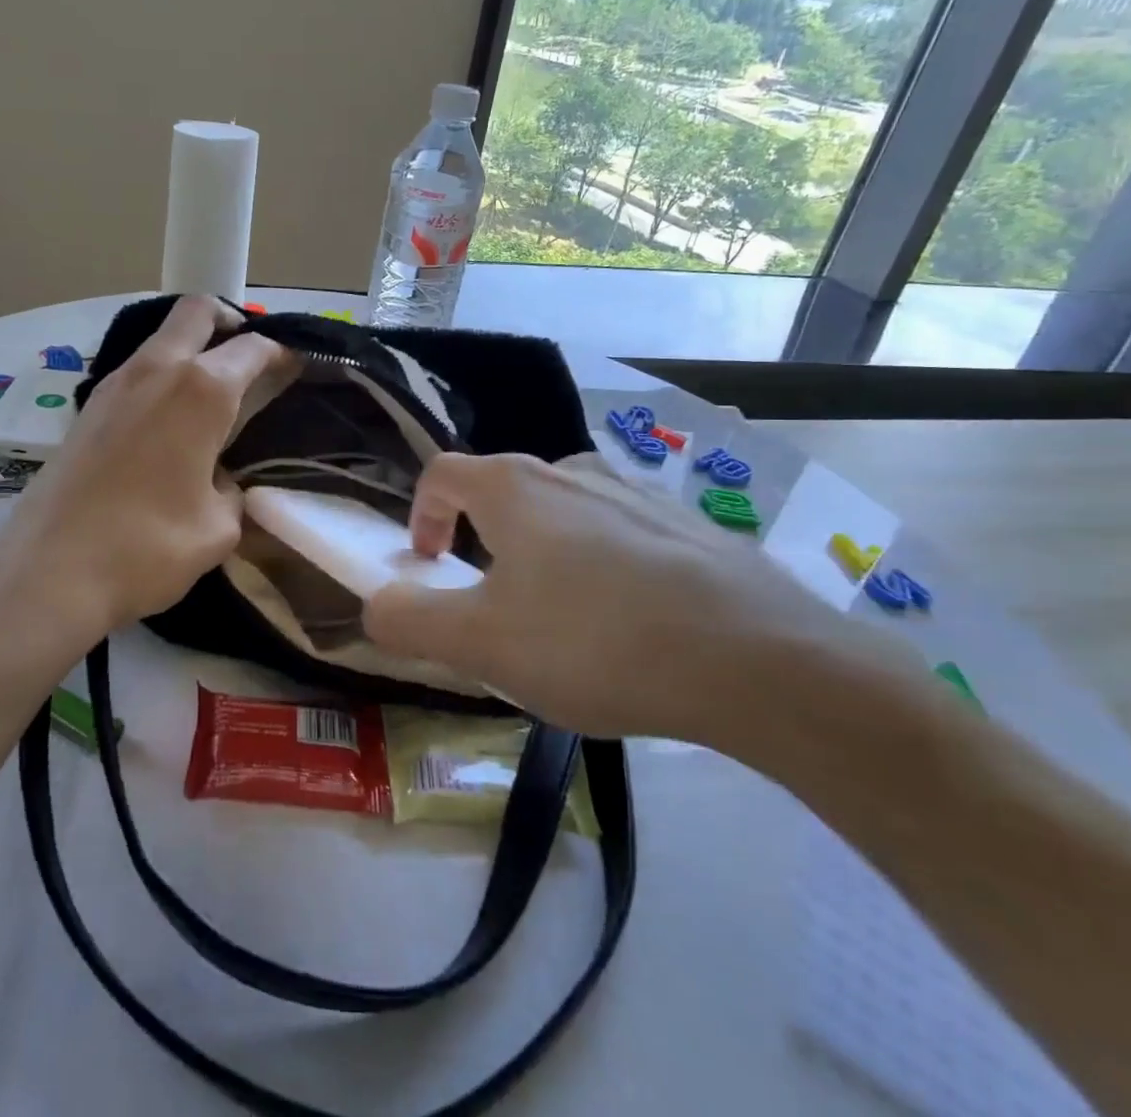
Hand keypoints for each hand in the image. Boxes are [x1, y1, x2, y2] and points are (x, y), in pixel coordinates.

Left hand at [0, 297, 292, 646]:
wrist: (49, 571)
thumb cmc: (148, 547)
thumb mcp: (218, 527)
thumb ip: (231, 490)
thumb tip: (217, 478)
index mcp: (201, 390)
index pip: (252, 347)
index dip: (281, 353)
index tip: (295, 366)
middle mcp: (157, 369)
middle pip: (198, 311)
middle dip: (230, 321)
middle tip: (248, 356)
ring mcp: (115, 383)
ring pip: (162, 338)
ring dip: (192, 348)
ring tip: (212, 393)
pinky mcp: (88, 407)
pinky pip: (137, 369)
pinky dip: (162, 375)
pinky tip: (169, 421)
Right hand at [362, 452, 855, 745]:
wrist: (756, 659)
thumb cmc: (594, 640)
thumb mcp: (481, 643)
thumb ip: (410, 621)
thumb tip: (374, 604)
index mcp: (513, 487)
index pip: (442, 474)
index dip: (421, 515)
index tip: (430, 565)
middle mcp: (571, 471)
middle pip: (503, 490)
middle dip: (482, 540)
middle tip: (493, 602)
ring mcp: (636, 492)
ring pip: (564, 511)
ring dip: (543, 551)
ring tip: (560, 617)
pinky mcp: (688, 524)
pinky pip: (621, 533)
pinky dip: (603, 564)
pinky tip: (630, 623)